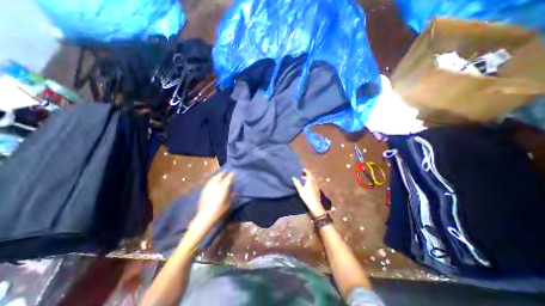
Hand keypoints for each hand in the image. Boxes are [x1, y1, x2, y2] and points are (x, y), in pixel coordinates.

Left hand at [191, 172, 234, 231]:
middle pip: (219, 176)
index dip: (231, 175)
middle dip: (223, 173)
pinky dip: (213, 179)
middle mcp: (215, 186)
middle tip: (227, 172)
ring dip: (218, 175)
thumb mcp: (228, 204)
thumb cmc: (218, 211)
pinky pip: (209, 182)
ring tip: (220, 175)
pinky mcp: (203, 190)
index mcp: (222, 189)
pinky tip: (214, 181)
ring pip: (213, 178)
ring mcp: (208, 187)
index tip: (233, 172)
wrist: (204, 217)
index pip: (227, 179)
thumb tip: (234, 190)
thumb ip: (231, 196)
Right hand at [294, 169, 321, 217]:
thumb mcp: (300, 189)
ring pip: (313, 180)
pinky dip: (311, 182)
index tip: (302, 169)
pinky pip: (314, 183)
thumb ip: (297, 183)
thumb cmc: (306, 196)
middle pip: (311, 176)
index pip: (309, 173)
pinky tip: (308, 186)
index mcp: (310, 181)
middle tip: (302, 175)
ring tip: (304, 180)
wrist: (314, 204)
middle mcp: (314, 182)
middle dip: (307, 175)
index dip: (305, 171)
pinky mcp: (317, 190)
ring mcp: (317, 186)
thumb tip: (293, 177)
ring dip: (309, 179)